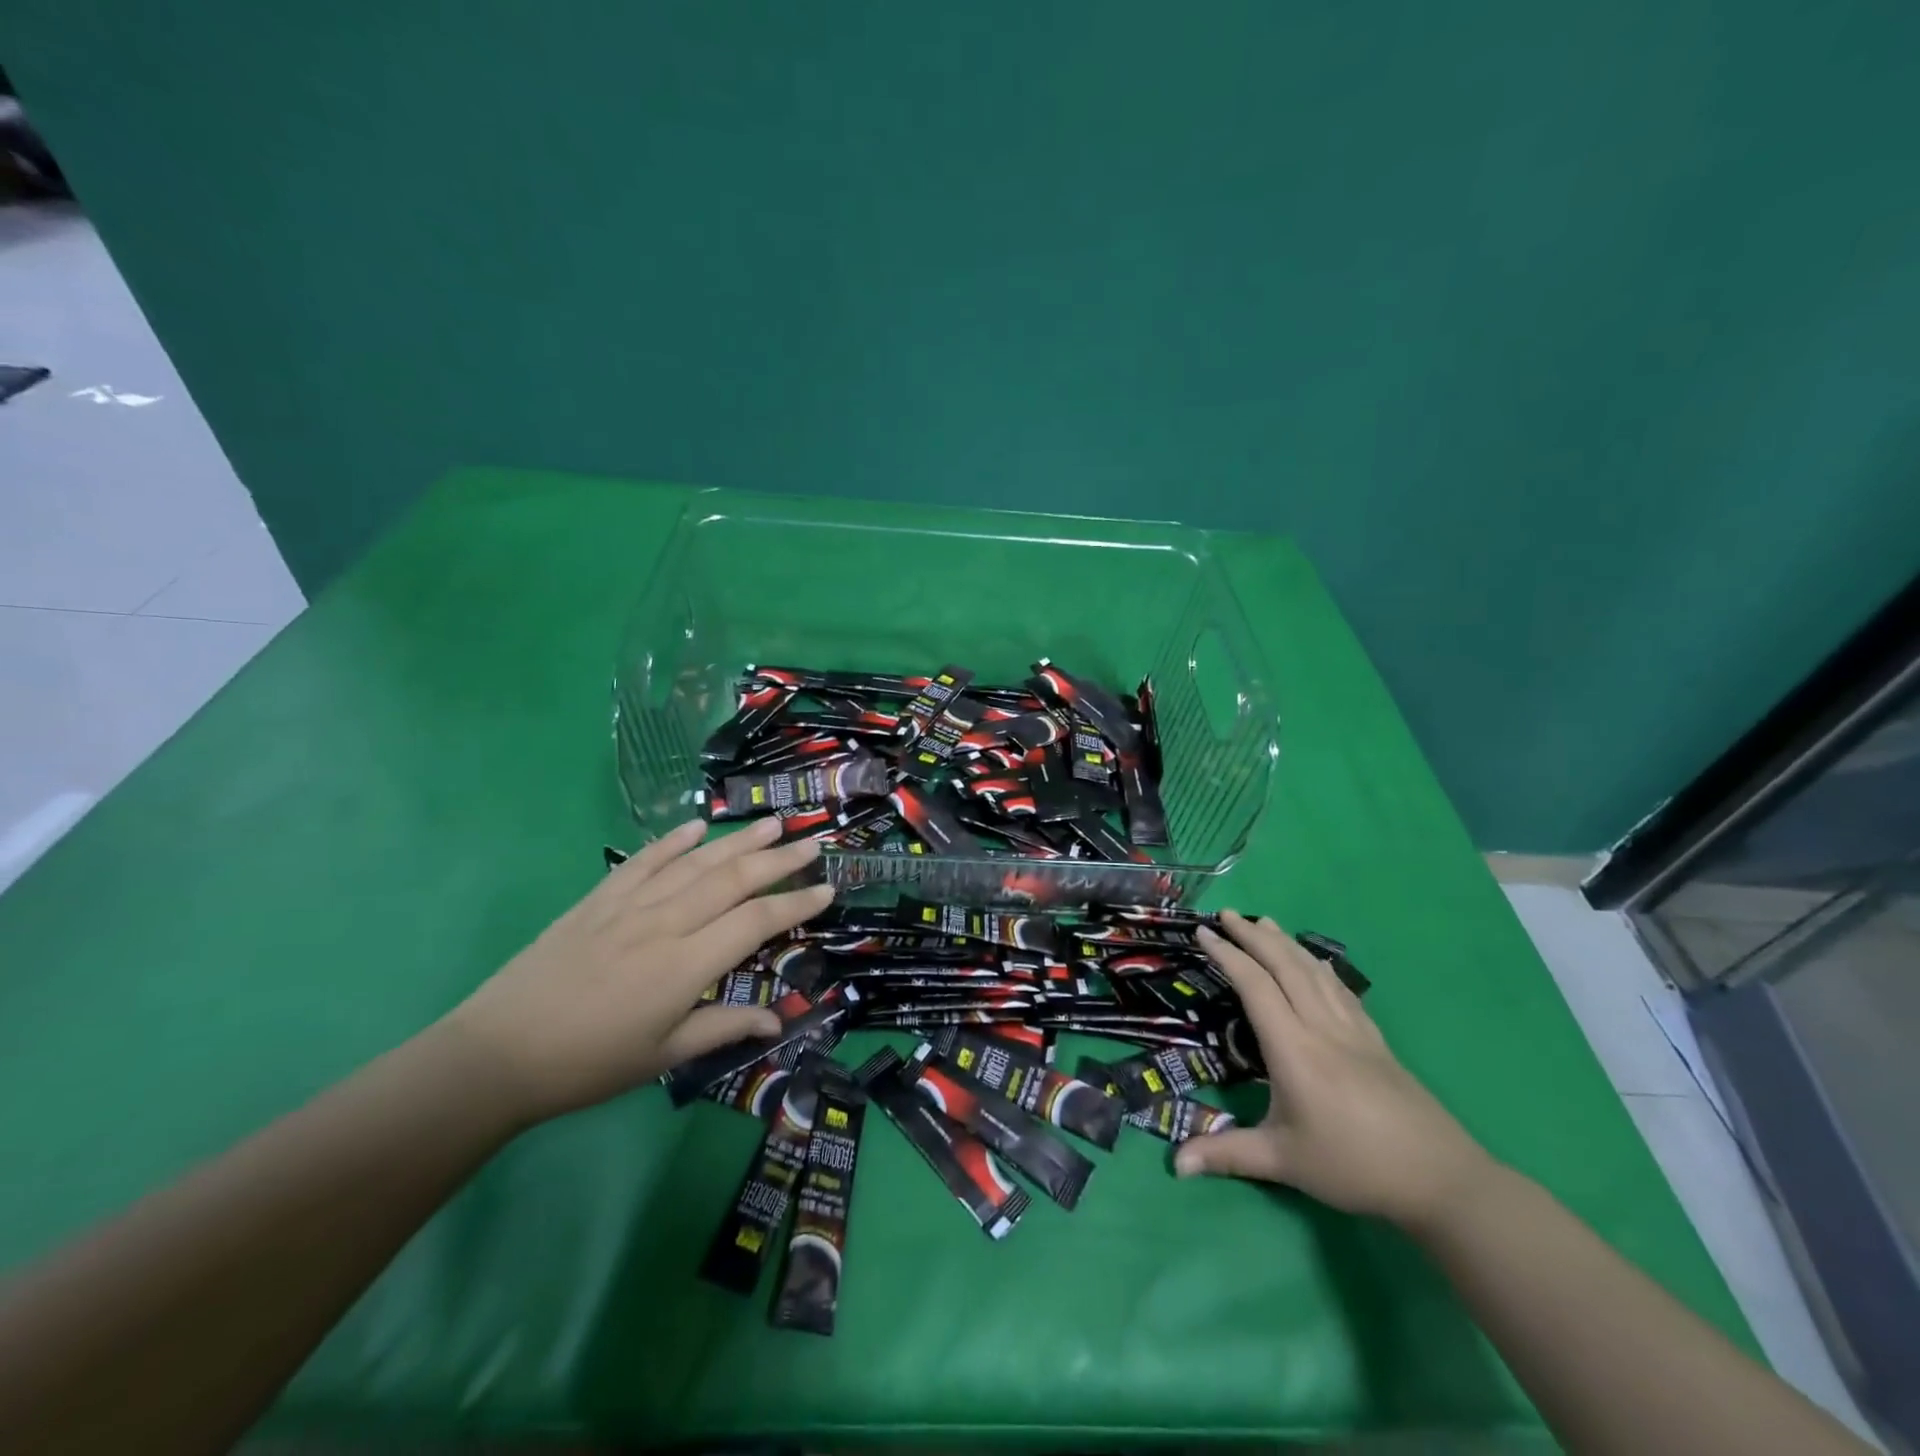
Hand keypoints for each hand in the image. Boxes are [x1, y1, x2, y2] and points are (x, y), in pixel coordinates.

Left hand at [443, 817, 831, 1124]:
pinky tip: (697, 826)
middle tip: (811, 841)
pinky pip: (644, 861)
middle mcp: (665, 923)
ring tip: (770, 822)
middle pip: (733, 879)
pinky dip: (673, 840)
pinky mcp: (599, 899)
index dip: (796, 903)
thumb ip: (722, 1028)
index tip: (827, 889)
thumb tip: (778, 1019)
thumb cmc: (588, 1063)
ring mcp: (630, 905)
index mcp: (686, 965)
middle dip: (778, 859)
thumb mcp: (662, 1056)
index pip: (756, 921)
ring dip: (737, 840)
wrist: (497, 1053)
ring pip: (696, 862)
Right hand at [1175, 910, 1492, 1228]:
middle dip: (1253, 936)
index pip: (1255, 986)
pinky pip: (1340, 989)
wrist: (1440, 1179)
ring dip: (1285, 942)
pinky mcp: (1375, 1040)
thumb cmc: (1353, 1166)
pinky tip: (1315, 962)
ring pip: (1314, 972)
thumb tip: (1176, 1165)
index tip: (1204, 932)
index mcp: (1294, 1049)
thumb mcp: (1284, 1162)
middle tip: (1226, 913)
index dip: (1228, 955)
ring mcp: (1353, 1030)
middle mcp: (1321, 1027)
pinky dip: (1319, 966)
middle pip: (1285, 966)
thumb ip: (1227, 1155)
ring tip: (1264, 922)